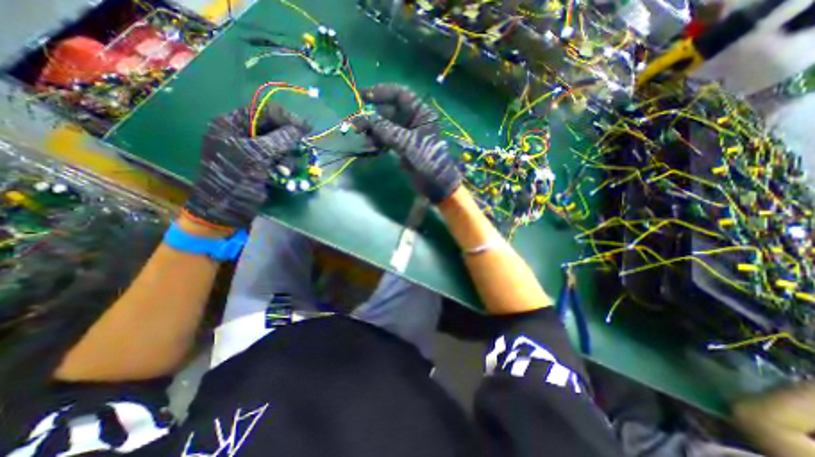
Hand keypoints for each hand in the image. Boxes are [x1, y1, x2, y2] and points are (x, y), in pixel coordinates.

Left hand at [182, 105, 310, 229]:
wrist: (226, 207)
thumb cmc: (235, 177)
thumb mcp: (257, 155)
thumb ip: (279, 139)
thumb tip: (299, 129)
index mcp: (232, 123)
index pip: (263, 111)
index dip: (286, 118)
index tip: (306, 128)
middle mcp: (242, 134)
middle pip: (274, 128)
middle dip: (287, 142)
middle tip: (299, 149)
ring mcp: (252, 150)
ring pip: (280, 145)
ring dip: (286, 157)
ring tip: (284, 170)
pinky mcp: (260, 164)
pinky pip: (279, 159)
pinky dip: (284, 165)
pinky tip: (282, 174)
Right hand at [355, 83, 460, 203]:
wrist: (436, 184)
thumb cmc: (427, 160)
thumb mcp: (407, 142)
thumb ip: (385, 129)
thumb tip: (365, 118)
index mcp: (422, 113)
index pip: (400, 95)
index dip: (381, 92)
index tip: (363, 95)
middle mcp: (414, 120)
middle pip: (389, 112)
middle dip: (373, 117)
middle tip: (357, 124)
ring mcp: (407, 134)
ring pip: (386, 126)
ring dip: (373, 131)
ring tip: (360, 136)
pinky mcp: (402, 147)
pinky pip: (386, 139)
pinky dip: (377, 142)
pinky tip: (368, 146)